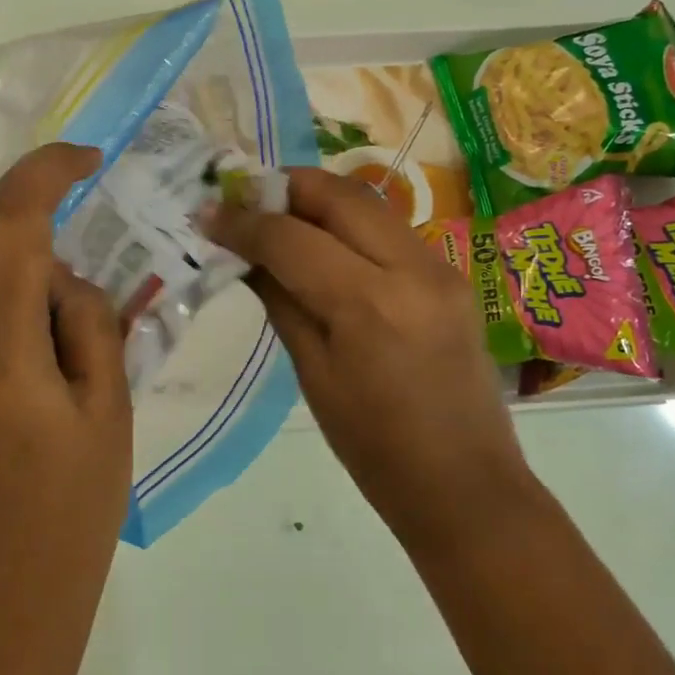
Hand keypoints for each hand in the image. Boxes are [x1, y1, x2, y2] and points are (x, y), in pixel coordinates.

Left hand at [0, 144, 132, 627]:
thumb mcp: (108, 413)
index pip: (11, 227)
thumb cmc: (73, 514)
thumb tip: (65, 279)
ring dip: (17, 297)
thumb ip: (90, 325)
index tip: (87, 160)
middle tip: (91, 306)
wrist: (0, 610)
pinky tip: (23, 388)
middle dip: (41, 257)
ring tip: (60, 358)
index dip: (46, 174)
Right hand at [208, 169, 527, 550]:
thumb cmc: (376, 449)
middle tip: (244, 201)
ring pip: (369, 203)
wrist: (466, 486)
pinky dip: (349, 223)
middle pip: (339, 194)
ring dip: (317, 200)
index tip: (208, 214)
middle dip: (285, 188)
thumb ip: (281, 301)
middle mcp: (412, 268)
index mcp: (369, 304)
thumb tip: (245, 256)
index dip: (243, 221)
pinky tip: (322, 244)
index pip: (292, 237)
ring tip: (276, 217)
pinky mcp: (452, 276)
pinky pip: (390, 230)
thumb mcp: (314, 374)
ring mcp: (441, 268)